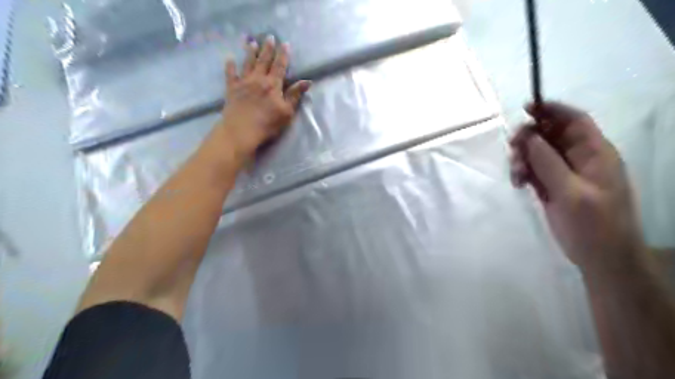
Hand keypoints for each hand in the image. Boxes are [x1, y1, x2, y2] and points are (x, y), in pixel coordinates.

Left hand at [217, 34, 310, 160]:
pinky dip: (230, 66)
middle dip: (268, 49)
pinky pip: (230, 74)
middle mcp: (258, 79)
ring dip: (250, 52)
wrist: (241, 131)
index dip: (283, 55)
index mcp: (273, 85)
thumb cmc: (268, 124)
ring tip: (252, 42)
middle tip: (269, 37)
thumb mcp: (286, 112)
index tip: (285, 44)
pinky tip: (229, 59)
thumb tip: (307, 81)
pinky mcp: (231, 89)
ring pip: (248, 63)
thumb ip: (295, 95)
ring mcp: (243, 82)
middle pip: (264, 61)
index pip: (280, 66)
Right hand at [509, 102, 645, 273]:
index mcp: (594, 153)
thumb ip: (548, 162)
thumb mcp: (570, 191)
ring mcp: (563, 173)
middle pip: (550, 135)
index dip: (552, 110)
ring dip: (522, 159)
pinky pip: (533, 170)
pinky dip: (523, 173)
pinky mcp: (552, 186)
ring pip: (537, 153)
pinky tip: (518, 184)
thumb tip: (528, 136)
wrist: (599, 256)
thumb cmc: (593, 224)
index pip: (573, 121)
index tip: (526, 108)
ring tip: (516, 176)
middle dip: (528, 138)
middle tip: (512, 149)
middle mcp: (578, 158)